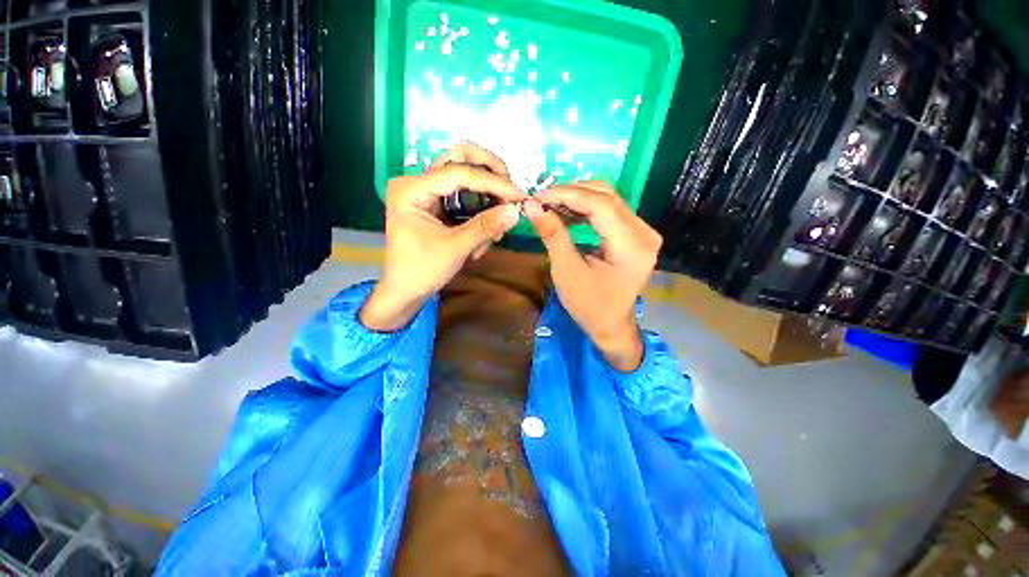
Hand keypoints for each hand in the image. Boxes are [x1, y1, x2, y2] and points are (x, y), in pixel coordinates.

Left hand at [361, 143, 525, 331]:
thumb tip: (516, 211)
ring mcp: (427, 191)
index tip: (519, 195)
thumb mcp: (455, 248)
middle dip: (490, 174)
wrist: (405, 291)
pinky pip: (464, 196)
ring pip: (465, 175)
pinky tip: (485, 236)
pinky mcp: (437, 203)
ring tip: (495, 230)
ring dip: (487, 197)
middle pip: (460, 158)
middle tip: (510, 193)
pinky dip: (480, 211)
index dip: (493, 183)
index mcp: (412, 189)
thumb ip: (485, 227)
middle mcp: (417, 182)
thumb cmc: (422, 271)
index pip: (458, 173)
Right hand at [524, 182, 661, 371]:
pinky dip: (586, 208)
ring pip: (608, 199)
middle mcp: (645, 233)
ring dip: (577, 198)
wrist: (612, 325)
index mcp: (632, 247)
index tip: (537, 196)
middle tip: (541, 200)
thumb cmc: (589, 306)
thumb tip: (532, 205)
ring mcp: (643, 232)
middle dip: (570, 193)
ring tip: (550, 205)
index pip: (600, 205)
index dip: (567, 195)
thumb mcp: (567, 272)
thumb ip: (553, 235)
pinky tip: (567, 212)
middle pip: (607, 196)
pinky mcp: (636, 234)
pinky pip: (610, 210)